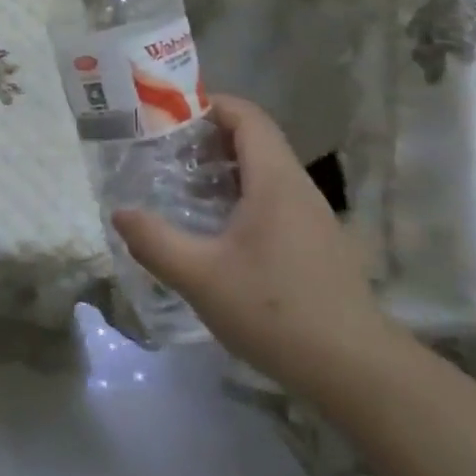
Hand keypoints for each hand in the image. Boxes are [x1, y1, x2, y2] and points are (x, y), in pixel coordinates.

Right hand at [112, 95, 394, 399]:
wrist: (355, 370)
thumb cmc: (275, 312)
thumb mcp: (201, 277)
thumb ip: (155, 242)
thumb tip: (120, 213)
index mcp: (275, 180)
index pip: (247, 117)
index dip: (211, 105)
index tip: (169, 115)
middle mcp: (298, 188)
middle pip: (256, 140)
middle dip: (209, 137)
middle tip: (164, 152)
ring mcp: (314, 217)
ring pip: (267, 172)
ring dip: (226, 169)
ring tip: (183, 187)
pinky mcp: (318, 244)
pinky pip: (276, 199)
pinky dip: (243, 196)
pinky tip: (218, 230)